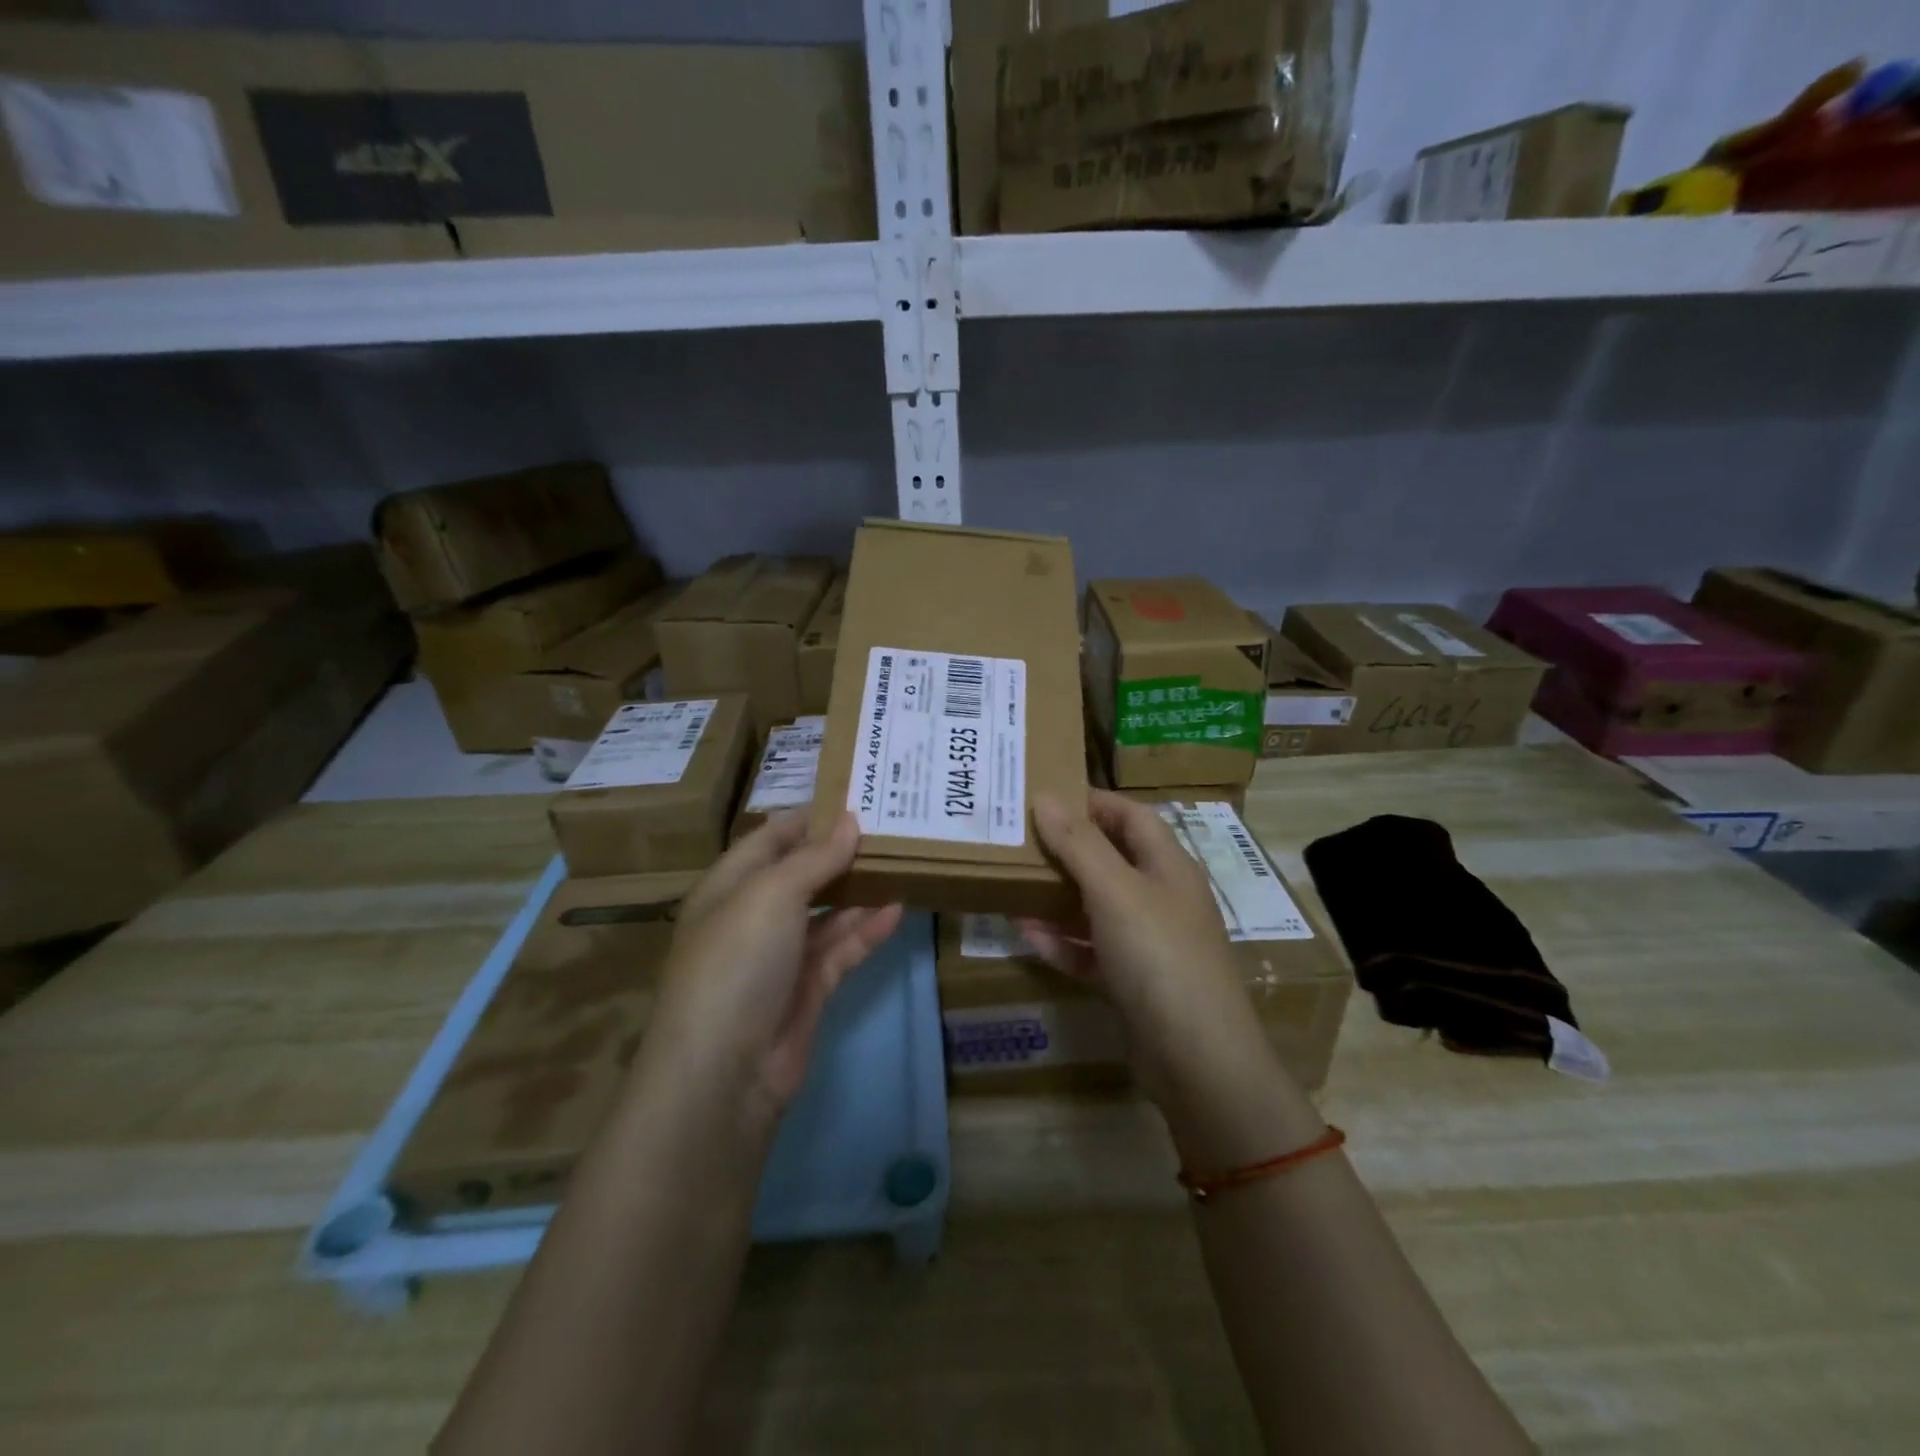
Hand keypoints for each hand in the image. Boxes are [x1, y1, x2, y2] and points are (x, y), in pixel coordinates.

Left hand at [636, 811, 902, 1135]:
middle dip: (841, 852)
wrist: (724, 1073)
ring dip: (860, 890)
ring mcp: (782, 956)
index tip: (856, 795)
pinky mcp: (808, 990)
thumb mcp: (771, 895)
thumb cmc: (736, 962)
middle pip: (802, 874)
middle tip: (891, 826)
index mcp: (730, 886)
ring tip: (903, 861)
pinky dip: (867, 930)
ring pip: (827, 912)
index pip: (771, 838)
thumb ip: (815, 858)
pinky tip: (898, 909)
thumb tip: (850, 821)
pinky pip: (842, 949)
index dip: (809, 817)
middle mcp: (754, 917)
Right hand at [1017, 790, 1273, 1106]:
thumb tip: (1046, 797)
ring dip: (1057, 895)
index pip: (1131, 816)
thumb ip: (1079, 844)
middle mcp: (1161, 898)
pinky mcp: (1132, 982)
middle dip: (1067, 848)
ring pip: (1096, 906)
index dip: (1092, 801)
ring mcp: (1148, 943)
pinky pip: (1091, 950)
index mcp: (1168, 866)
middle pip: (1111, 859)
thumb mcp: (1115, 891)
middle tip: (1018, 838)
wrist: (1197, 1060)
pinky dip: (1062, 941)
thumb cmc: (1159, 956)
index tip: (1044, 795)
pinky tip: (1025, 934)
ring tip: (1012, 882)